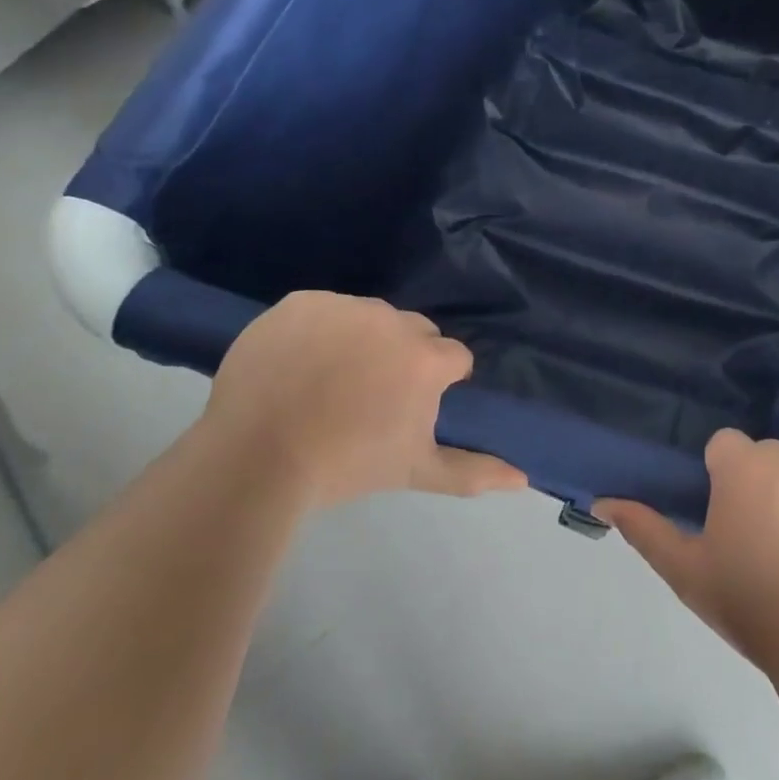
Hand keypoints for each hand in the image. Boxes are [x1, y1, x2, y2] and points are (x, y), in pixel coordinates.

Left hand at [202, 291, 526, 504]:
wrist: (255, 459)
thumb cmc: (345, 466)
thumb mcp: (414, 471)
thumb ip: (473, 471)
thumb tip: (523, 478)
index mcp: (425, 358)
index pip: (452, 357)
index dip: (436, 383)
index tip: (408, 408)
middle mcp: (392, 320)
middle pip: (414, 331)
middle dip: (402, 357)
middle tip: (368, 396)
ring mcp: (344, 306)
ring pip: (369, 318)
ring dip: (361, 340)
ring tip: (328, 381)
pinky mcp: (302, 301)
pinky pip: (324, 309)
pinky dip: (318, 330)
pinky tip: (298, 364)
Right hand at [596, 428, 778, 672]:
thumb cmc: (751, 606)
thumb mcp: (687, 571)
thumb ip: (644, 529)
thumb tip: (602, 501)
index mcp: (745, 466)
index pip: (726, 446)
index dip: (724, 479)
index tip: (731, 519)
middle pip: (770, 458)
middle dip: (765, 487)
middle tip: (769, 542)